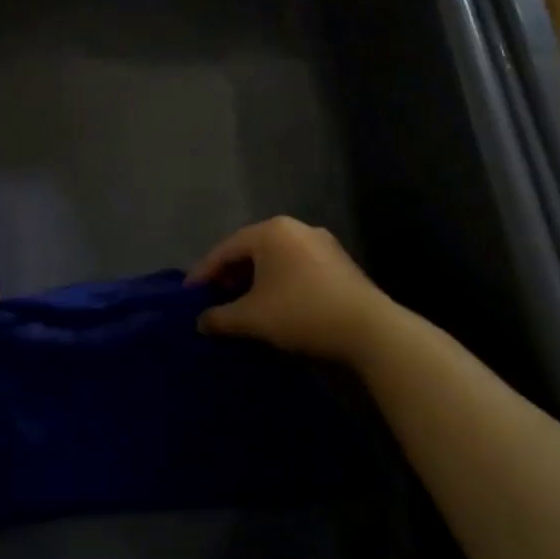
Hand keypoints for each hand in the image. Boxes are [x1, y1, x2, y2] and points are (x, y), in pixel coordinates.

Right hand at [186, 217, 386, 361]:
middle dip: (229, 274)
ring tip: (242, 302)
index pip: (225, 249)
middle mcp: (295, 228)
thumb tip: (201, 321)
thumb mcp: (251, 318)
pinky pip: (296, 266)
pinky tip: (274, 302)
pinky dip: (278, 280)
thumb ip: (220, 317)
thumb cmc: (301, 313)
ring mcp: (321, 243)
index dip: (203, 272)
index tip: (189, 293)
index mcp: (270, 232)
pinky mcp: (339, 262)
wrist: (370, 330)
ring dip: (254, 278)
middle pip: (250, 249)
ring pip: (275, 258)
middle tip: (215, 297)